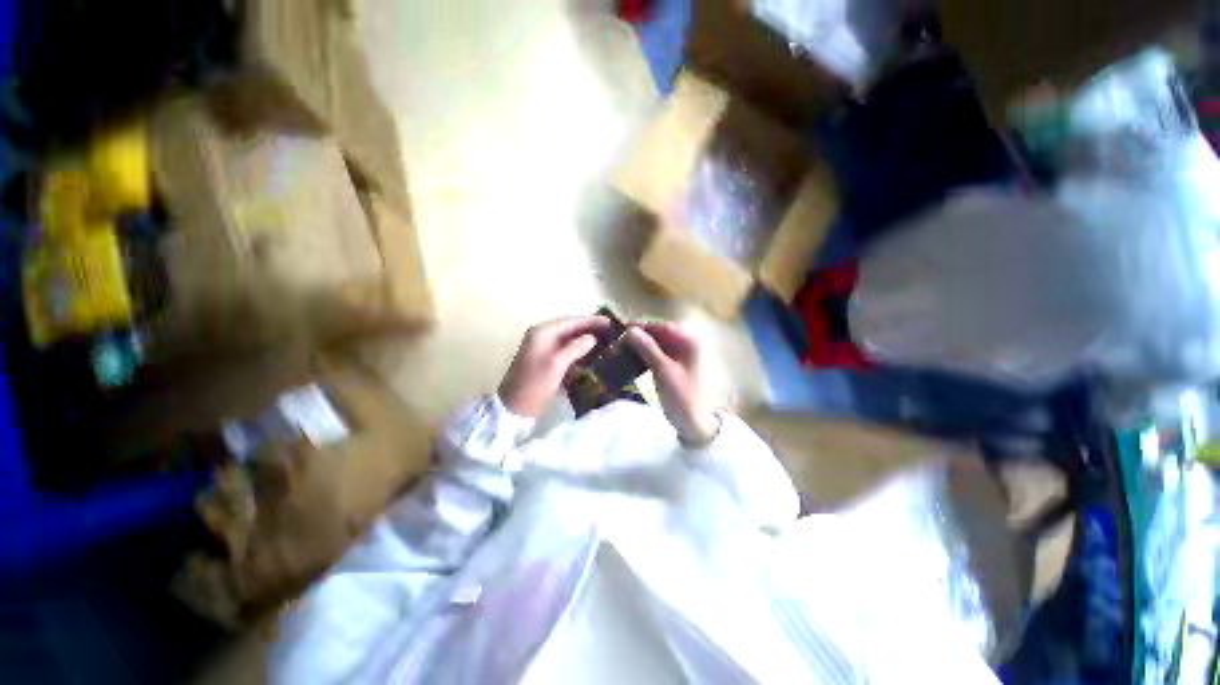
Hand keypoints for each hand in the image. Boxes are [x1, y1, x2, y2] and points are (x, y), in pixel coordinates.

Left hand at [498, 315, 609, 418]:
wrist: (514, 408)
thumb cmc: (534, 384)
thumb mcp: (556, 364)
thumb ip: (575, 348)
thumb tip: (592, 338)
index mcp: (543, 332)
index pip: (571, 321)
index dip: (591, 321)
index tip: (610, 322)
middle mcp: (542, 336)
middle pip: (570, 327)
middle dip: (590, 328)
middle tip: (612, 331)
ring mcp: (543, 348)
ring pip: (569, 338)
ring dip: (586, 339)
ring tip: (606, 340)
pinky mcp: (546, 360)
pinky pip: (566, 349)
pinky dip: (579, 349)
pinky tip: (592, 353)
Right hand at [626, 322, 719, 445]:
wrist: (695, 424)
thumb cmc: (682, 397)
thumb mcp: (663, 371)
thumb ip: (647, 348)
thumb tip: (629, 330)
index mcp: (689, 341)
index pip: (661, 326)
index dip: (641, 326)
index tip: (620, 329)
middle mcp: (688, 343)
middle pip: (660, 333)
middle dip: (641, 335)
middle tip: (619, 340)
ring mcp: (684, 355)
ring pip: (659, 343)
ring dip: (643, 345)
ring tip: (623, 348)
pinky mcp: (678, 365)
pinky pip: (660, 354)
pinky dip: (647, 354)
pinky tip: (634, 358)